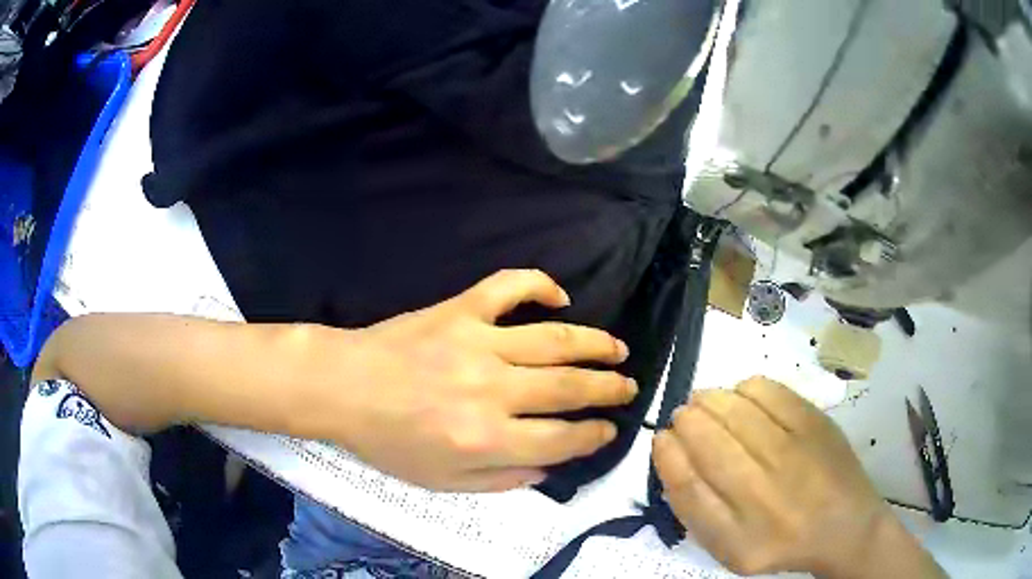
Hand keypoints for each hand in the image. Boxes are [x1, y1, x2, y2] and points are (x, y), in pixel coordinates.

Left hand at [297, 270, 634, 492]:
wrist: (343, 388)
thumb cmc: (388, 441)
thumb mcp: (443, 482)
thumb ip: (502, 480)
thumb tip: (548, 467)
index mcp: (486, 439)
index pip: (562, 439)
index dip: (594, 436)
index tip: (609, 429)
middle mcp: (491, 391)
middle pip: (569, 388)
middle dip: (608, 389)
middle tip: (629, 386)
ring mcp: (477, 342)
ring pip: (554, 340)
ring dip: (595, 344)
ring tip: (618, 349)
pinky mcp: (460, 309)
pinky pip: (508, 287)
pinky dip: (539, 285)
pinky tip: (560, 297)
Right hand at [653, 377, 943, 577]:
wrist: (845, 527)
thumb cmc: (781, 541)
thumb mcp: (730, 547)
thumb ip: (695, 509)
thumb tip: (671, 454)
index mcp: (735, 536)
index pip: (686, 485)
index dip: (667, 454)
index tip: (662, 438)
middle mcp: (762, 496)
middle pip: (708, 441)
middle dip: (686, 420)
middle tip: (685, 416)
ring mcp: (792, 455)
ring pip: (735, 410)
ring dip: (711, 399)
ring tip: (707, 402)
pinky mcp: (815, 424)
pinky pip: (768, 391)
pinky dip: (745, 387)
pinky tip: (742, 396)